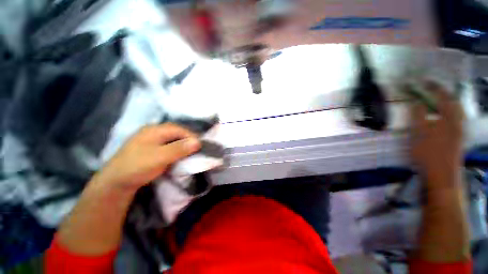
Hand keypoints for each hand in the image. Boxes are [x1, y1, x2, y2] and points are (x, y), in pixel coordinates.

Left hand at [92, 123, 200, 191]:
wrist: (116, 182)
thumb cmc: (137, 167)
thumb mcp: (159, 157)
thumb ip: (179, 148)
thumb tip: (198, 142)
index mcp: (154, 130)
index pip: (179, 129)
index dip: (192, 136)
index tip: (201, 146)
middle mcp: (154, 132)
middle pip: (177, 133)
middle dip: (189, 141)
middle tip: (198, 150)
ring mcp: (152, 140)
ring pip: (174, 140)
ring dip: (184, 146)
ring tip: (191, 153)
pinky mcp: (152, 148)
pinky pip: (170, 146)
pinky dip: (177, 150)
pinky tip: (180, 155)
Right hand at [410, 81, 463, 184]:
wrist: (441, 173)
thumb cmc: (428, 151)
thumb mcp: (419, 131)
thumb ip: (417, 114)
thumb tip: (415, 101)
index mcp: (450, 117)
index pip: (442, 95)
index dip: (432, 87)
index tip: (422, 80)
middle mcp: (458, 119)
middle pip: (452, 100)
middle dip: (442, 92)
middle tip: (430, 88)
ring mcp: (459, 128)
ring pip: (455, 109)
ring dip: (445, 101)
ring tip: (436, 98)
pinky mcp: (458, 136)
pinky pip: (454, 117)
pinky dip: (447, 111)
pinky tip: (441, 114)